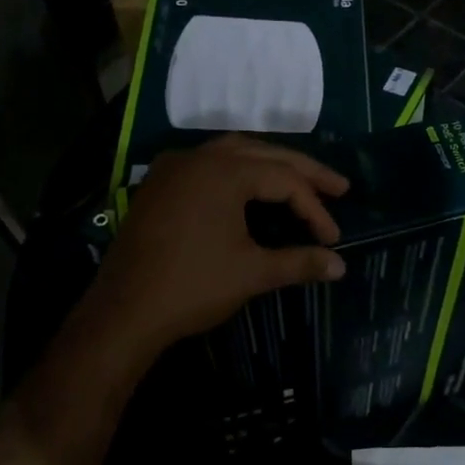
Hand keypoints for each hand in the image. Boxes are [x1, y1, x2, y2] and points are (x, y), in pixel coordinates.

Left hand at [77, 135, 349, 369]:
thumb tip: (340, 266)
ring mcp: (174, 168)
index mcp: (223, 172)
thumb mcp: (252, 273)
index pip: (285, 180)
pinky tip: (249, 187)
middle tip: (339, 187)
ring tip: (300, 182)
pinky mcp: (159, 185)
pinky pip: (207, 164)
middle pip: (263, 154)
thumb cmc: (192, 287)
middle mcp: (198, 158)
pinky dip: (237, 170)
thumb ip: (300, 263)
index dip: (315, 208)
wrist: (124, 312)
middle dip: (303, 171)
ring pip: (233, 152)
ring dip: (270, 164)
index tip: (333, 239)